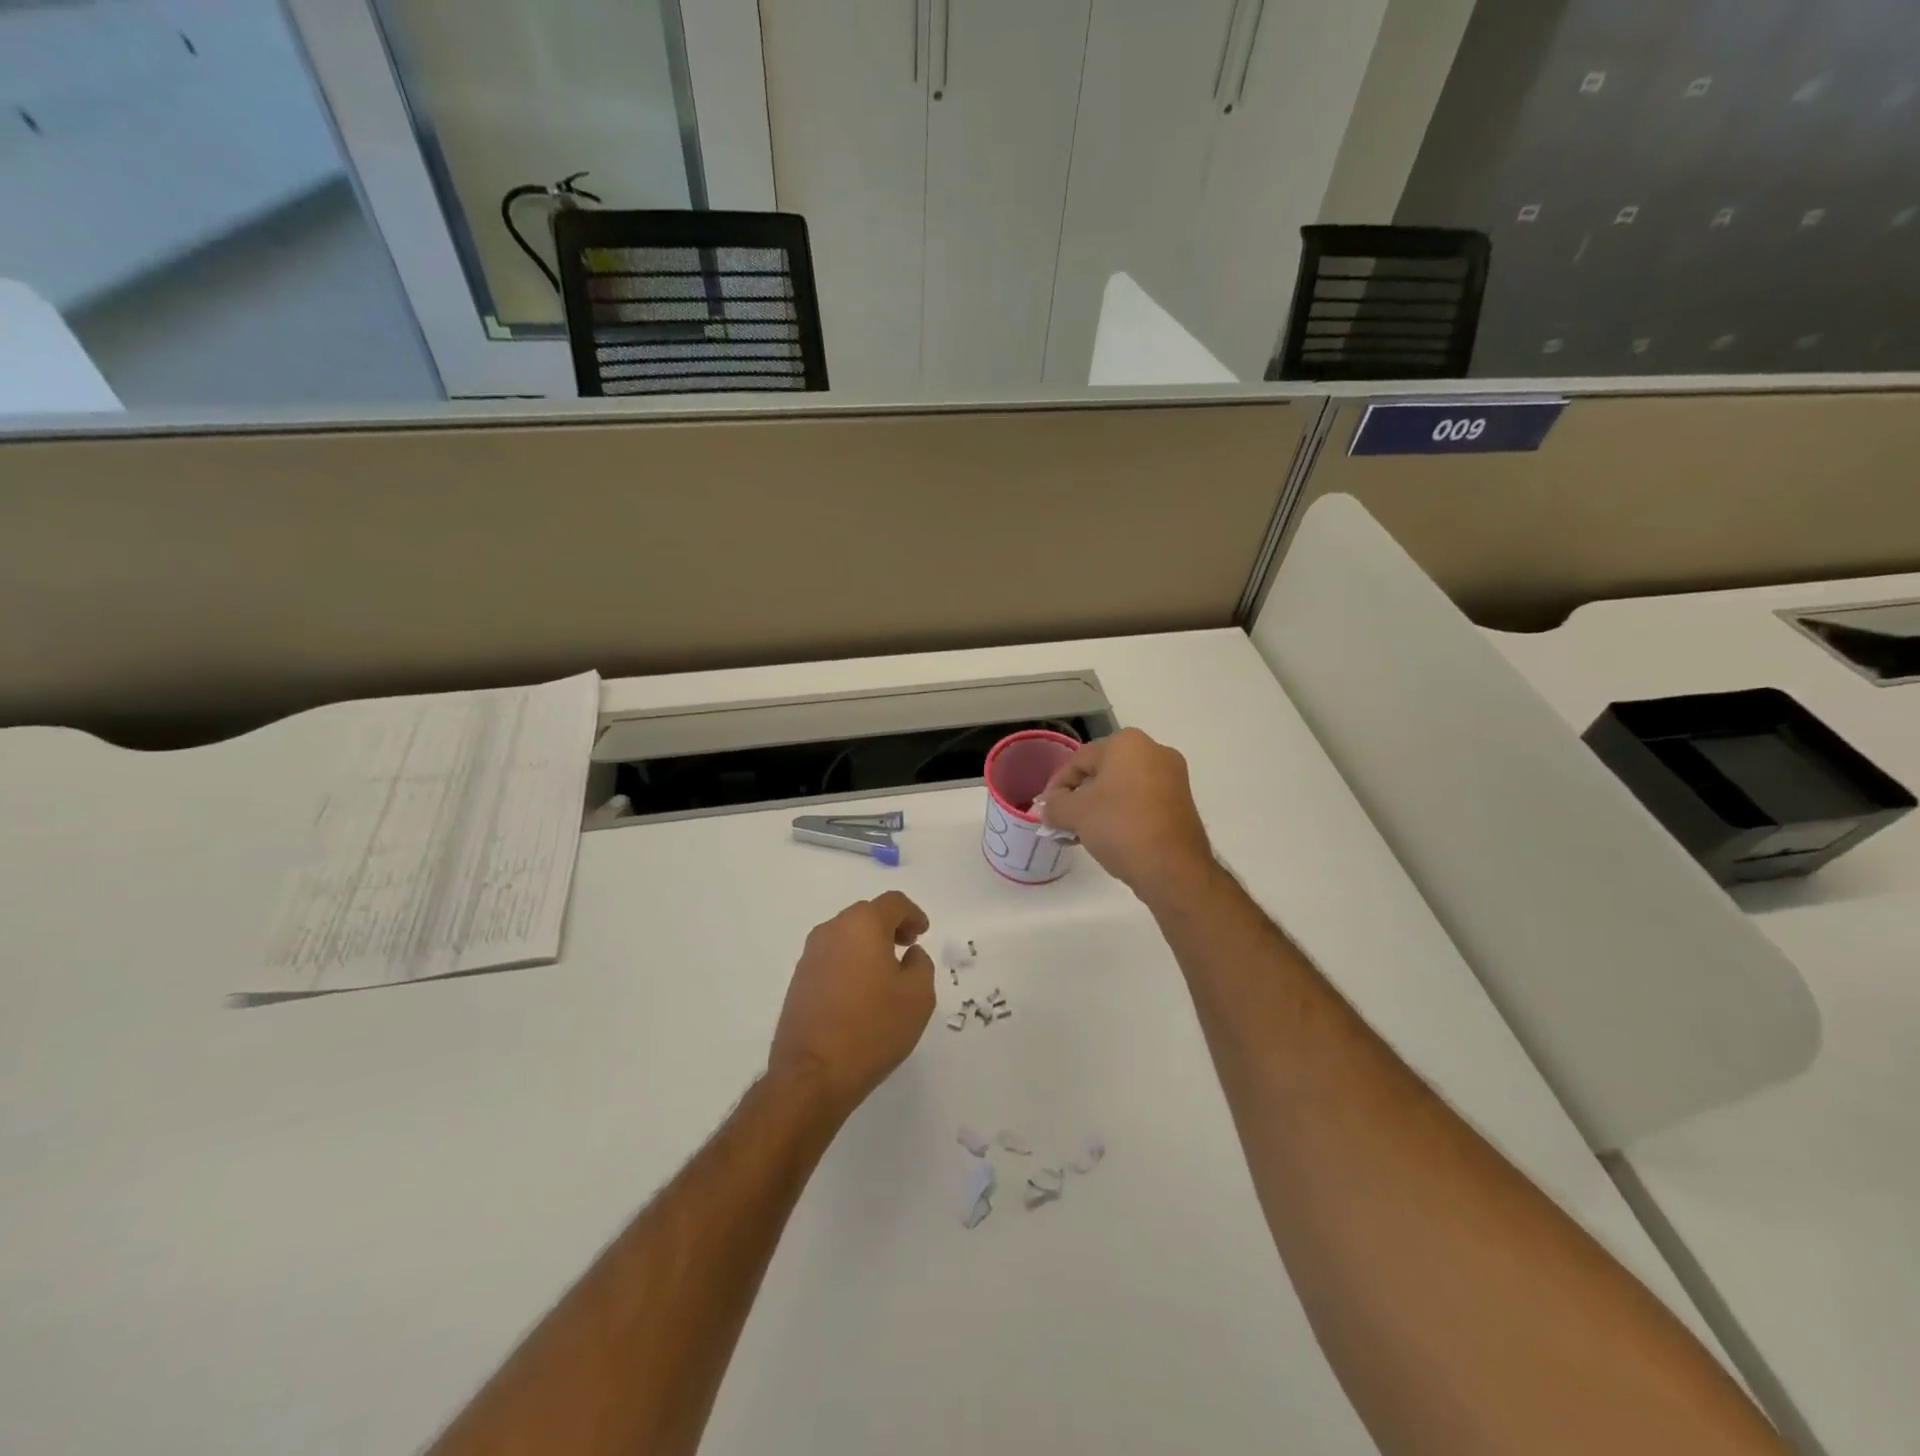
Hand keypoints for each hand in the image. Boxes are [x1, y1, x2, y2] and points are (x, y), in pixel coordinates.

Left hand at [768, 891, 936, 1117]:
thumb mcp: (918, 996)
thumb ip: (921, 965)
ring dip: (868, 945)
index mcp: (863, 925)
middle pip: (867, 915)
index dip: (913, 914)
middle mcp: (832, 930)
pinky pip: (832, 957)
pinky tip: (861, 992)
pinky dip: (850, 962)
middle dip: (890, 927)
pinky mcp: (799, 979)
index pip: (893, 903)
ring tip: (885, 973)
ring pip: (846, 936)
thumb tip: (908, 955)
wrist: (813, 1074)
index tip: (922, 934)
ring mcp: (810, 955)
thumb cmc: (873, 1028)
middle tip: (907, 948)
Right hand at [1037, 729, 1214, 909]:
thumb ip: (1054, 805)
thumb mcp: (1075, 814)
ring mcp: (1173, 777)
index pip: (1079, 759)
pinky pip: (1141, 802)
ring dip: (1098, 808)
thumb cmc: (1120, 827)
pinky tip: (1107, 837)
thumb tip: (1047, 807)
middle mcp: (1154, 751)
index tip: (1045, 809)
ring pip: (1122, 788)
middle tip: (1062, 820)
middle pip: (1102, 772)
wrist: (1173, 868)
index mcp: (1128, 743)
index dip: (1057, 785)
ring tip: (1081, 833)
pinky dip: (1121, 814)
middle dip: (1078, 796)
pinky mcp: (1182, 803)